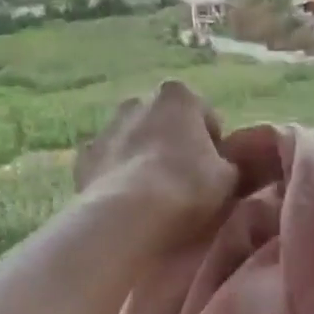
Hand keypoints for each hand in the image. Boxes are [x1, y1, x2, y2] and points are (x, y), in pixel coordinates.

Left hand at [76, 81, 237, 245]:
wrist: (128, 217)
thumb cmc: (188, 187)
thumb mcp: (229, 178)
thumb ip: (231, 164)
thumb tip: (227, 165)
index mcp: (178, 96)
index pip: (205, 115)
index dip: (214, 145)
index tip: (216, 172)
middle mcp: (137, 101)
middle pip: (165, 124)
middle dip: (175, 146)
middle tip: (187, 184)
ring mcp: (106, 128)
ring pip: (134, 141)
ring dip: (145, 160)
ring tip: (156, 198)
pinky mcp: (83, 159)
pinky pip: (109, 165)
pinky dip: (119, 178)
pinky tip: (129, 204)